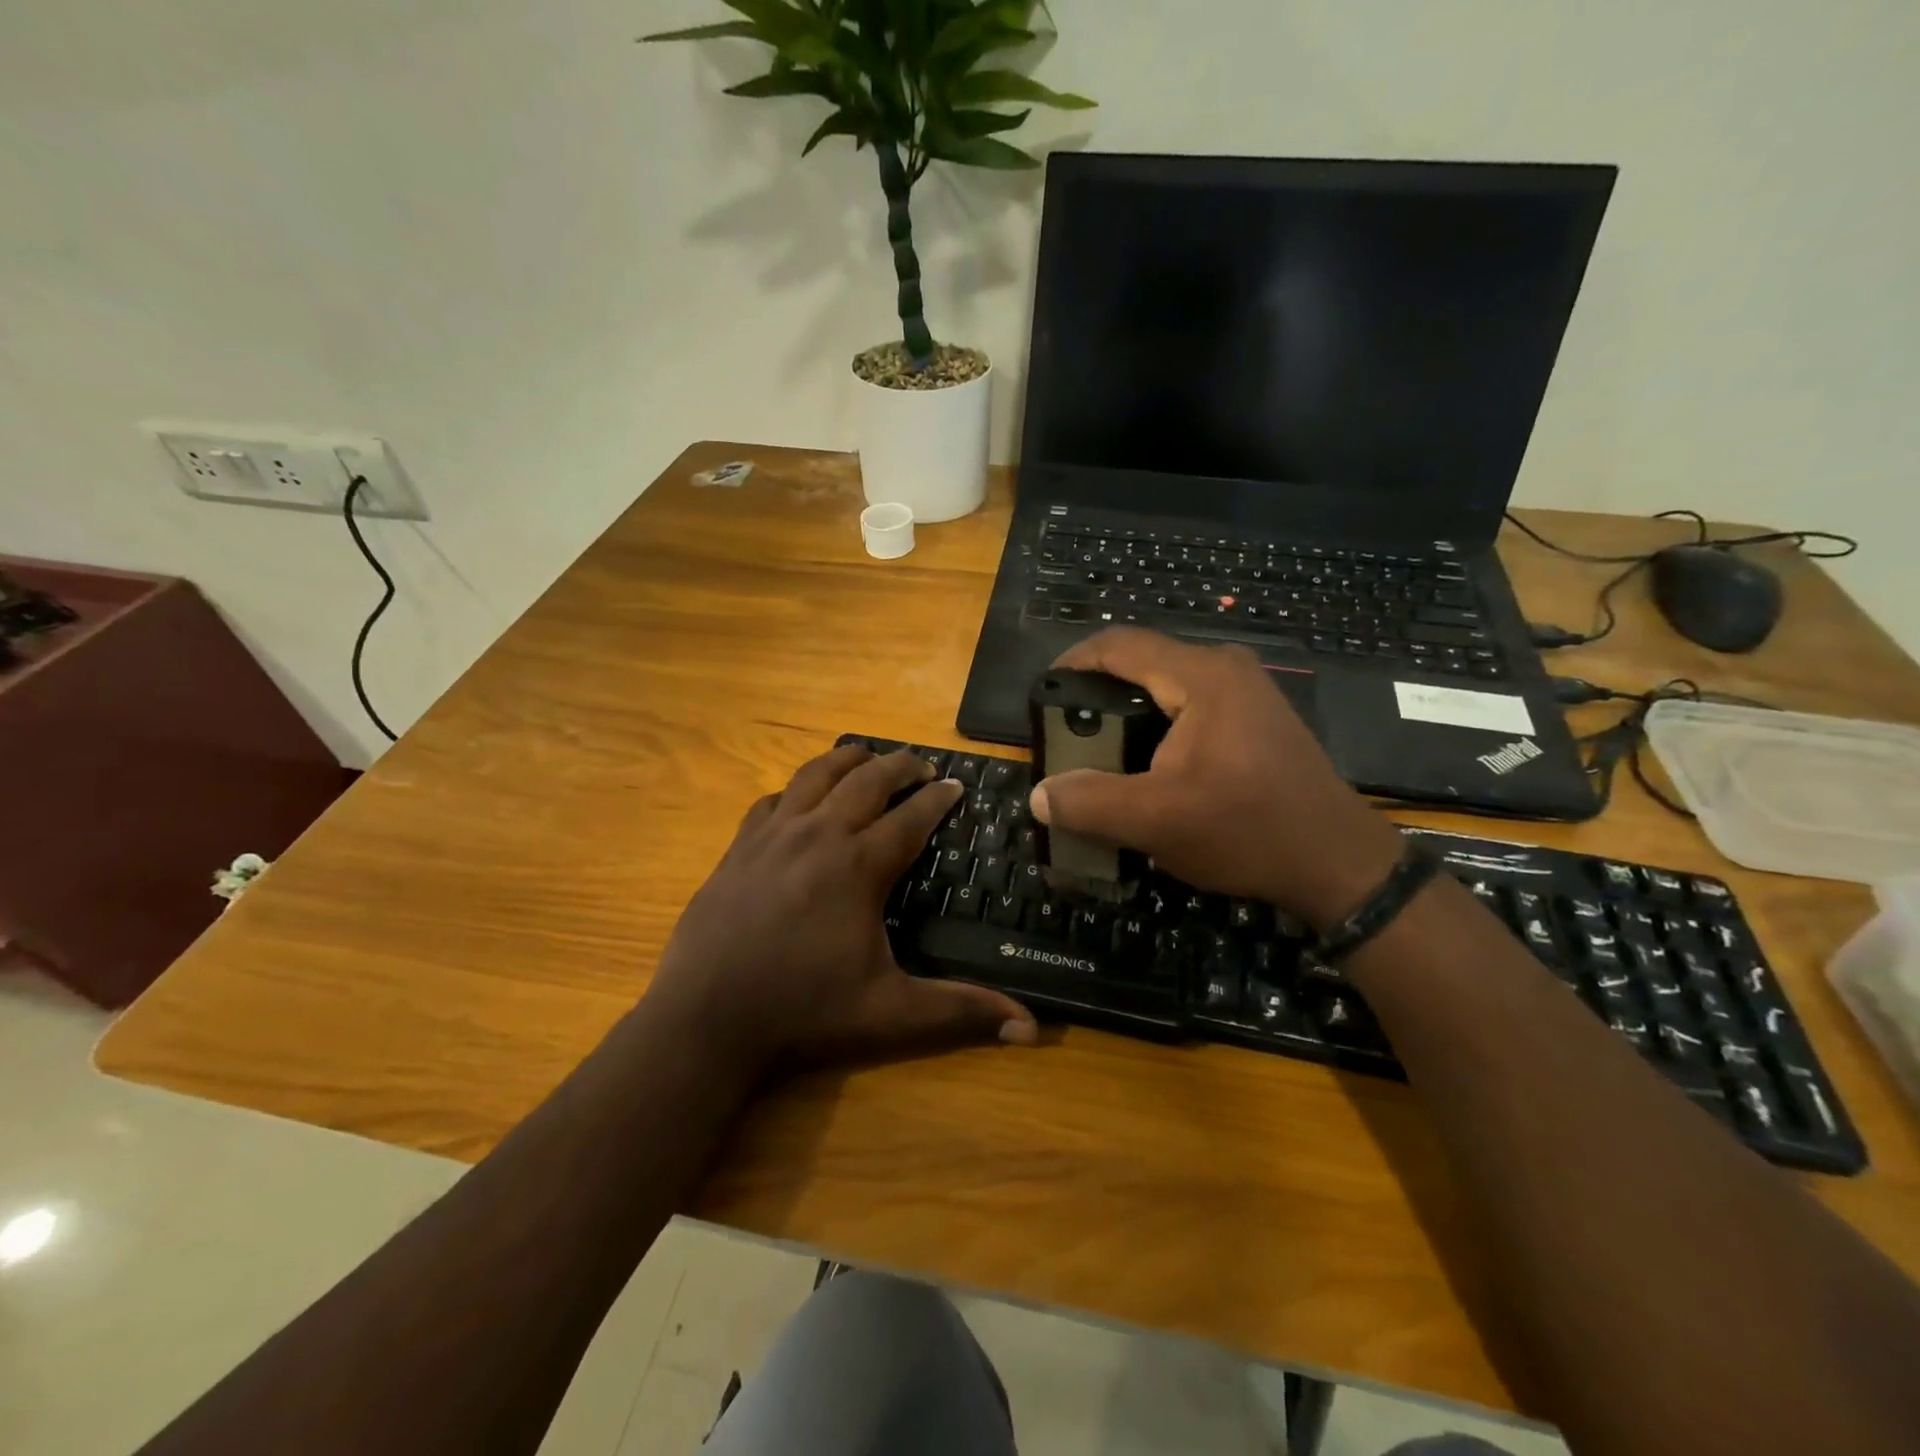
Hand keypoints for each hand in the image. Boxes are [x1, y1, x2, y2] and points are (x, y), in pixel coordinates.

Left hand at [646, 744, 1037, 1072]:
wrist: (704, 1020)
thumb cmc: (804, 1013)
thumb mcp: (891, 1014)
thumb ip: (961, 1012)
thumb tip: (1031, 1030)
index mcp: (858, 865)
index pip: (911, 816)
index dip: (939, 798)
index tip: (958, 785)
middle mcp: (818, 835)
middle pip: (867, 778)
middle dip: (901, 765)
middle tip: (923, 767)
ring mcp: (772, 836)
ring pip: (816, 773)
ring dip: (849, 759)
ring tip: (869, 758)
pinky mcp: (738, 847)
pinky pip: (772, 800)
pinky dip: (796, 791)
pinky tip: (801, 802)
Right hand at [1028, 629, 1403, 928]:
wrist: (1338, 863)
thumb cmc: (1247, 831)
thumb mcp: (1156, 821)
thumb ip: (1089, 803)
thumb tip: (1040, 795)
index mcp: (1201, 676)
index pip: (1119, 645)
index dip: (1072, 662)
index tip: (1042, 696)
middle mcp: (1225, 669)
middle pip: (1141, 663)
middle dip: (1097, 694)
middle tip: (1067, 734)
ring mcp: (1246, 692)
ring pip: (1165, 686)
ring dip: (1127, 714)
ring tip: (1098, 754)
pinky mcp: (1255, 718)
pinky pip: (1189, 706)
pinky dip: (1156, 726)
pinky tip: (1146, 766)